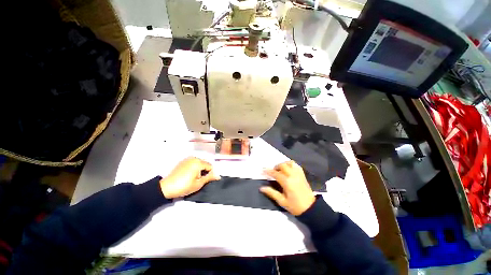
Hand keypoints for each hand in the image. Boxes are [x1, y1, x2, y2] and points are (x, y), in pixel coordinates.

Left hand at [160, 157, 220, 198]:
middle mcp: (193, 158)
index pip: (210, 166)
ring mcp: (187, 159)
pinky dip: (194, 168)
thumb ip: (209, 178)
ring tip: (194, 178)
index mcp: (198, 162)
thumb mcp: (199, 183)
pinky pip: (193, 163)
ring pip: (199, 163)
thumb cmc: (184, 186)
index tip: (205, 181)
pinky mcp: (182, 162)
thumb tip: (218, 176)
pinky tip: (189, 175)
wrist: (166, 188)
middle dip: (205, 171)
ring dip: (199, 170)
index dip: (210, 174)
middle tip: (199, 180)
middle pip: (205, 164)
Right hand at [260, 161, 315, 214]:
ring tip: (280, 170)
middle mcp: (293, 175)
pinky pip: (296, 165)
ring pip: (290, 163)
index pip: (275, 173)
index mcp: (287, 182)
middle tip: (273, 172)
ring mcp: (299, 174)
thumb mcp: (282, 201)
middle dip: (276, 167)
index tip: (263, 170)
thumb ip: (271, 193)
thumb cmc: (295, 206)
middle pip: (283, 165)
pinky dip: (291, 165)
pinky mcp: (302, 175)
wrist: (311, 208)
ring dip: (283, 164)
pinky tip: (288, 169)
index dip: (268, 171)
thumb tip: (262, 188)